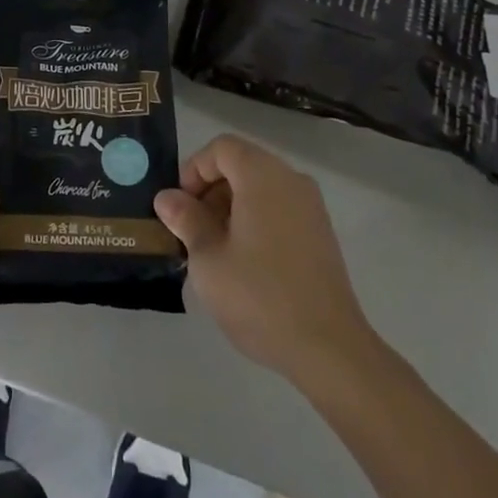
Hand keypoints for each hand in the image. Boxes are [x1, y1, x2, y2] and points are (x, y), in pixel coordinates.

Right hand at [155, 135, 382, 390]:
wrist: (329, 349)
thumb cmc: (260, 296)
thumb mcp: (208, 258)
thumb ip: (186, 219)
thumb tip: (168, 198)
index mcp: (263, 176)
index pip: (221, 148)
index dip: (194, 169)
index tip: (180, 206)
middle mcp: (291, 180)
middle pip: (242, 165)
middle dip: (210, 189)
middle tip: (191, 229)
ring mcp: (311, 207)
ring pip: (260, 188)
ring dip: (231, 206)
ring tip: (213, 249)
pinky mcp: (321, 234)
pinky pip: (279, 209)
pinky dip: (255, 220)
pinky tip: (243, 262)